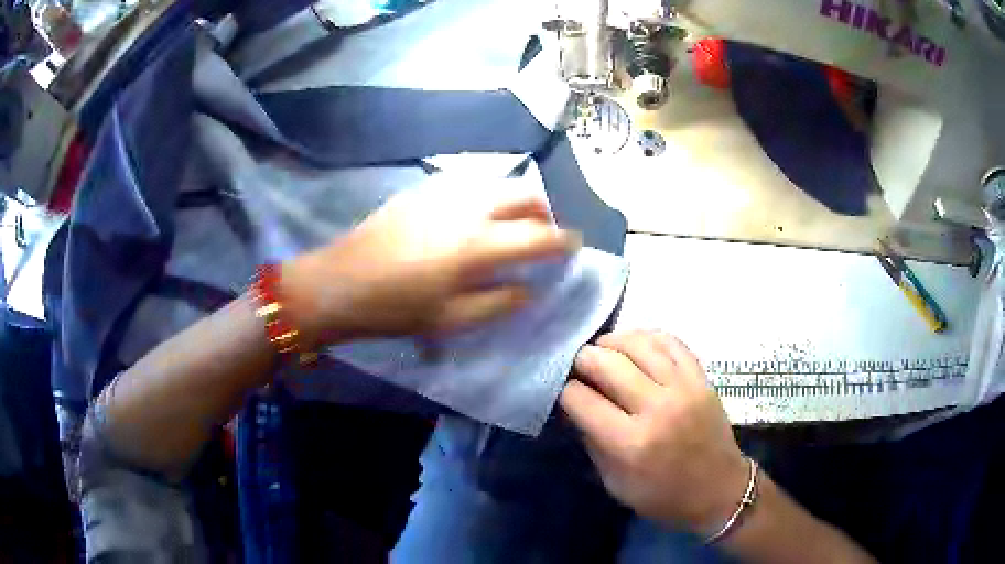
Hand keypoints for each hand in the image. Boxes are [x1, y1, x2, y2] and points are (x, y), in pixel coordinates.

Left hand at [281, 184, 579, 344]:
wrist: (339, 282)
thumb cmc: (395, 308)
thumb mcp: (451, 320)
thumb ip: (498, 303)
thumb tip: (530, 289)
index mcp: (478, 244)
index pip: (538, 235)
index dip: (562, 240)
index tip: (574, 244)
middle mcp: (468, 208)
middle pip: (523, 195)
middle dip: (543, 212)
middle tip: (543, 233)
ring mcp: (443, 193)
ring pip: (497, 185)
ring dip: (515, 202)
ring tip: (511, 226)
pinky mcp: (422, 190)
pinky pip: (469, 186)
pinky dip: (486, 199)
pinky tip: (474, 219)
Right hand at [560, 331, 747, 534]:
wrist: (718, 490)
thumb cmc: (663, 496)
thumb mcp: (615, 484)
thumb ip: (592, 443)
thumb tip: (577, 407)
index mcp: (630, 443)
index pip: (582, 399)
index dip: (566, 393)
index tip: (565, 393)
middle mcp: (656, 408)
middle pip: (607, 364)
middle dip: (583, 360)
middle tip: (578, 366)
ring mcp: (683, 388)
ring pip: (638, 344)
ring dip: (612, 342)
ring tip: (603, 349)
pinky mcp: (701, 378)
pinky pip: (670, 342)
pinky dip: (647, 337)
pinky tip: (635, 344)